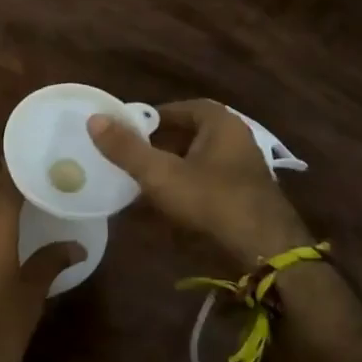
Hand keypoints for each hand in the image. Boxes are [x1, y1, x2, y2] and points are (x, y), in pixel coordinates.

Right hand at [87, 99, 312, 266]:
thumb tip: (94, 119)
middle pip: (188, 133)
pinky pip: (208, 181)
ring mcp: (244, 169)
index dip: (152, 118)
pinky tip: (167, 205)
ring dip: (171, 167)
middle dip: (158, 144)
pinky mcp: (245, 196)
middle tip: (130, 156)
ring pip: (197, 159)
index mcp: (220, 123)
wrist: (266, 252)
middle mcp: (236, 138)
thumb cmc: (212, 201)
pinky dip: (187, 187)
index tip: (127, 131)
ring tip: (142, 180)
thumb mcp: (161, 173)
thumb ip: (127, 148)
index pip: (179, 109)